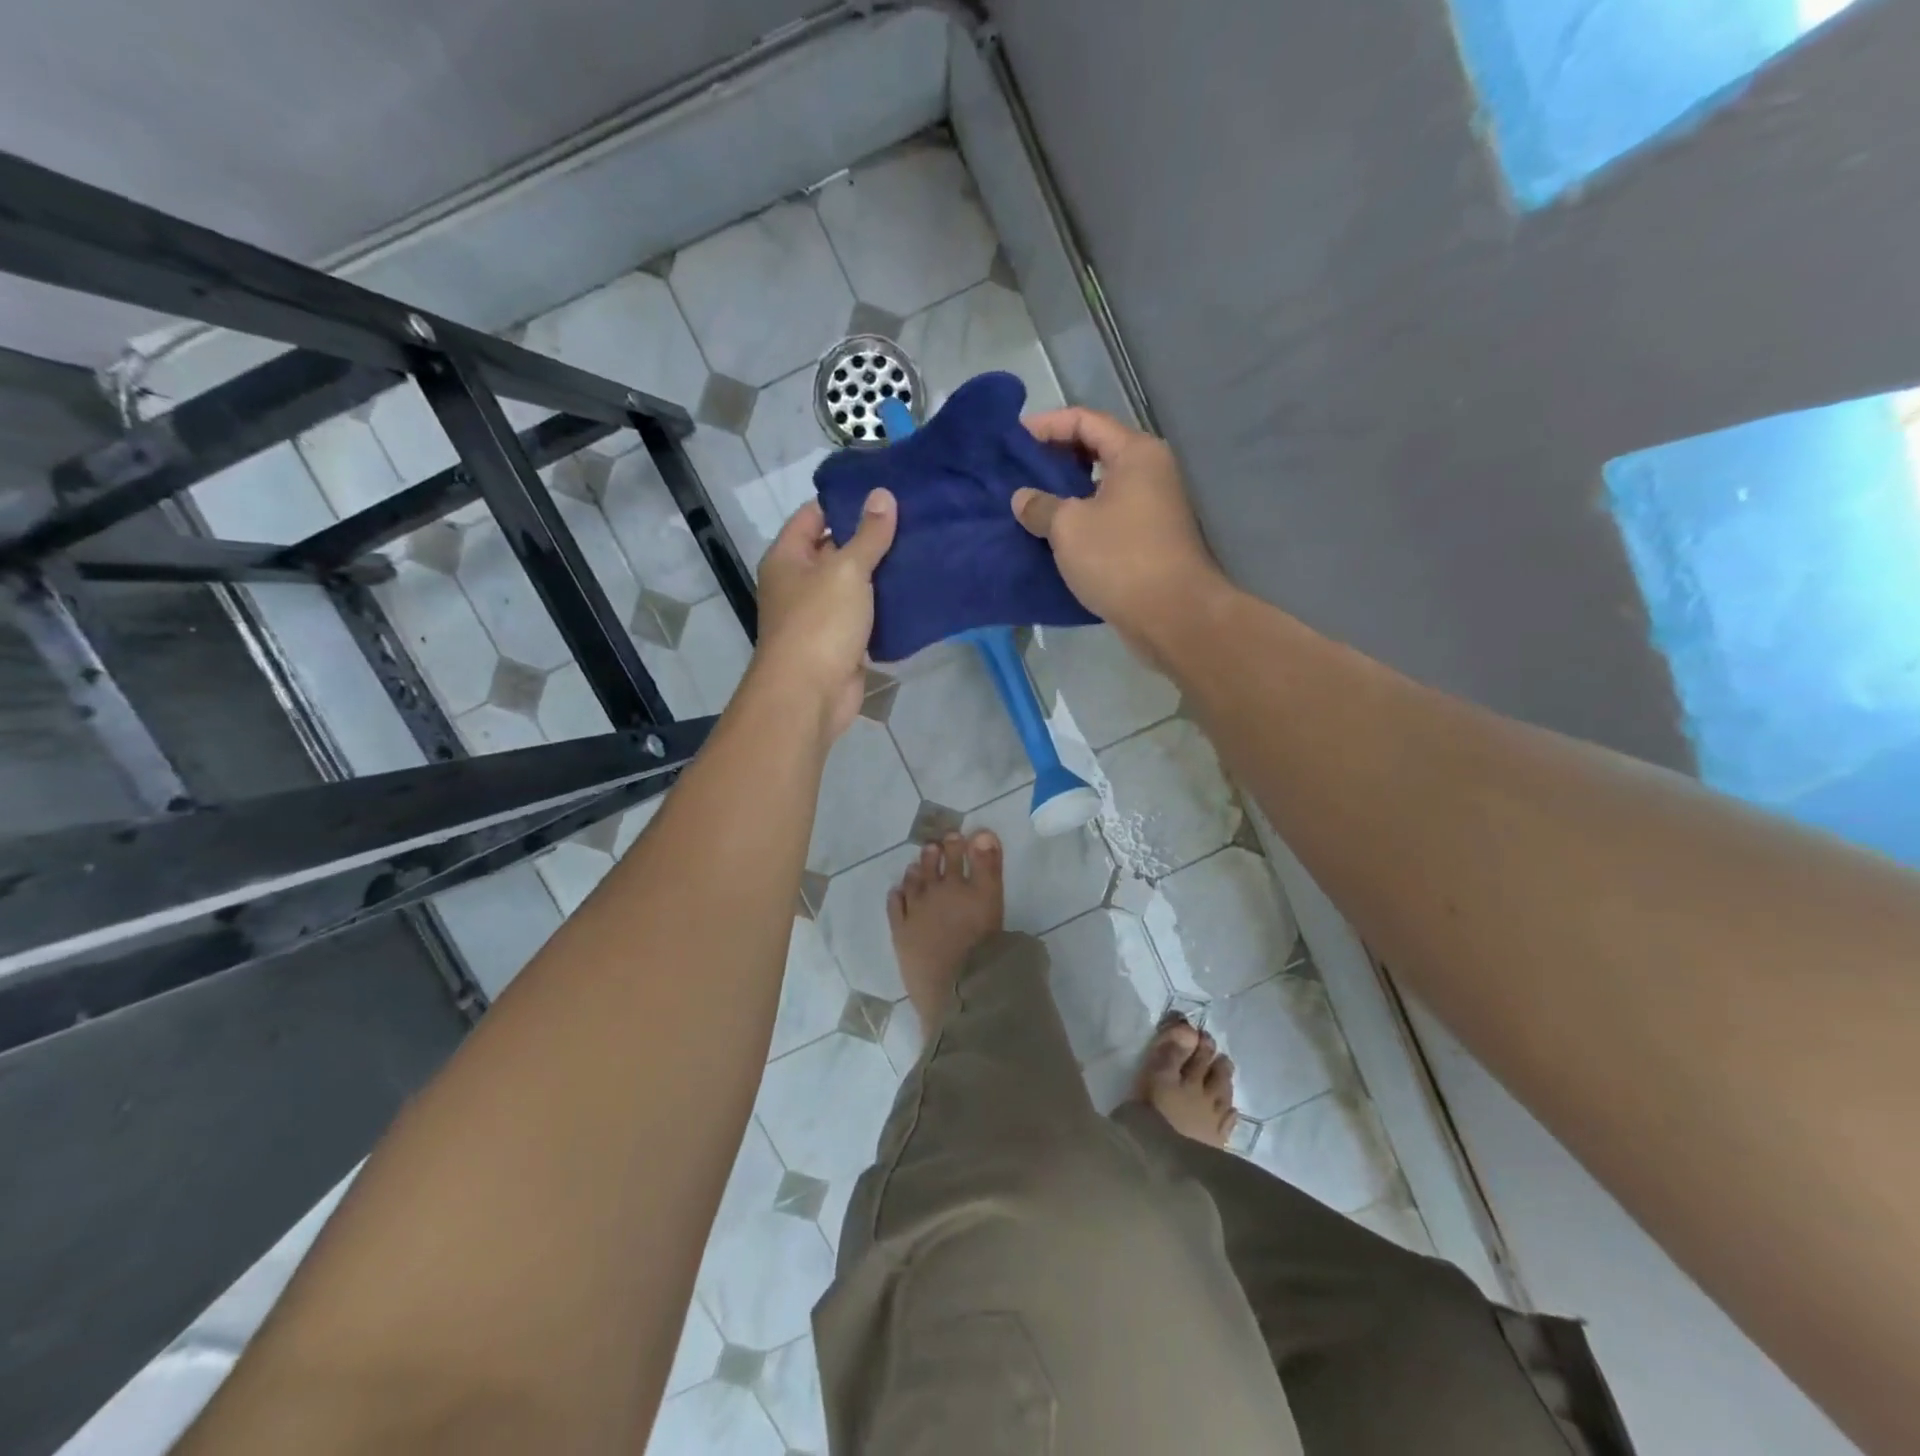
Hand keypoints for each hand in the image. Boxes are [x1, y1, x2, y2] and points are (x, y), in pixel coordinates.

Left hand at [752, 490, 896, 737]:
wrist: (810, 694)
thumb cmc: (820, 623)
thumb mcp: (847, 570)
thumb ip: (869, 535)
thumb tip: (883, 495)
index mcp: (788, 558)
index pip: (813, 515)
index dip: (845, 502)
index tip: (884, 493)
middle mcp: (799, 583)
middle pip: (836, 550)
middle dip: (870, 538)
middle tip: (913, 520)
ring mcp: (819, 615)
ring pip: (854, 586)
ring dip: (882, 574)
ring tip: (921, 550)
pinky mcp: (840, 643)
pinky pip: (865, 617)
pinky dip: (885, 607)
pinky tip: (916, 592)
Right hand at [1012, 408, 1224, 662]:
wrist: (1172, 615)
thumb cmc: (1120, 558)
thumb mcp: (1069, 527)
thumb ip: (1040, 506)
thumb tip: (1023, 499)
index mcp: (1135, 453)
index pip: (1085, 421)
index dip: (1046, 426)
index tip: (1012, 441)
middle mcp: (1149, 472)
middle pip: (1094, 451)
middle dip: (1054, 460)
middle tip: (1016, 472)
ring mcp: (1151, 508)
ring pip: (1099, 488)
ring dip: (1065, 494)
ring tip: (1028, 504)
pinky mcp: (1147, 541)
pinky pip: (1106, 518)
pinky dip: (1079, 521)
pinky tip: (1051, 536)